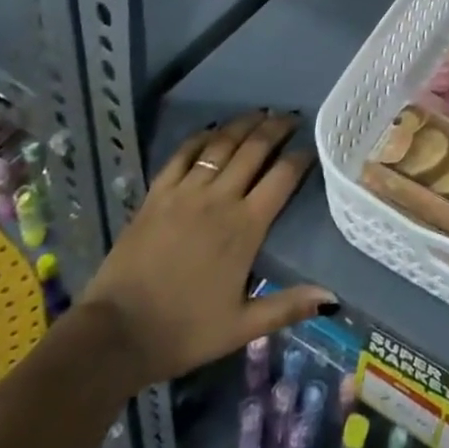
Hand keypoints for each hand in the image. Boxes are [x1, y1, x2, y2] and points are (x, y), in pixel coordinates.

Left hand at [79, 111, 333, 387]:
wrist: (116, 333)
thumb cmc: (184, 331)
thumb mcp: (241, 328)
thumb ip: (287, 306)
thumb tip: (332, 296)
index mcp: (245, 227)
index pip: (282, 178)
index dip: (301, 157)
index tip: (312, 147)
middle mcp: (219, 199)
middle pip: (254, 149)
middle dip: (276, 128)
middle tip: (291, 117)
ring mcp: (185, 191)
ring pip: (221, 144)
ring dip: (244, 124)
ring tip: (260, 114)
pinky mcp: (157, 193)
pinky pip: (183, 154)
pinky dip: (202, 137)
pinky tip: (212, 131)